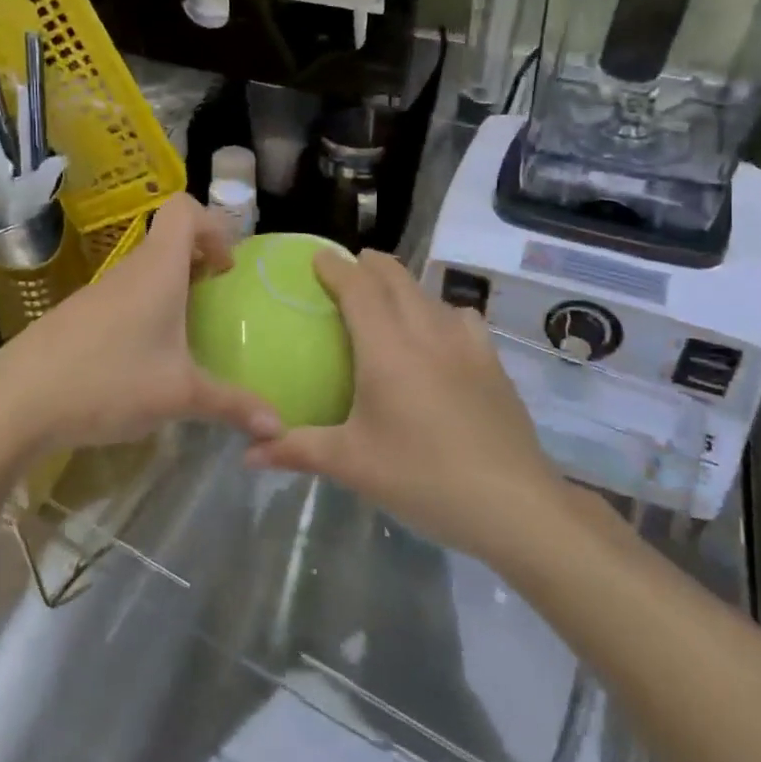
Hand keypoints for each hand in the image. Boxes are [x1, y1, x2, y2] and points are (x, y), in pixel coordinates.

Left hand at [0, 194, 284, 461]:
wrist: (15, 402)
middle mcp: (127, 272)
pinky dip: (142, 315)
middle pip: (166, 242)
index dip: (213, 226)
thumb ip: (232, 405)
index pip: (184, 209)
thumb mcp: (179, 396)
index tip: (225, 268)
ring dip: (169, 292)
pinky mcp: (75, 318)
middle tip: (215, 304)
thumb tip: (279, 427)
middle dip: (197, 264)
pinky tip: (142, 362)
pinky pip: (121, 300)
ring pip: (142, 273)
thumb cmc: (108, 382)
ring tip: (184, 339)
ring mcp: (96, 294)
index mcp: (157, 270)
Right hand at [246, 249, 563, 559]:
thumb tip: (247, 453)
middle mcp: (427, 332)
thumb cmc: (422, 477)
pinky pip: (461, 318)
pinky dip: (440, 312)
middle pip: (396, 278)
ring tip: (388, 300)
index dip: (335, 267)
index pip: (358, 287)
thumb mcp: (352, 465)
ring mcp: (466, 345)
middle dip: (369, 265)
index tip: (316, 257)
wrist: (512, 504)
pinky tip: (439, 337)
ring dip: (404, 286)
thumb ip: (297, 450)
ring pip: (430, 295)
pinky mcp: (492, 363)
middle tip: (348, 269)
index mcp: (387, 348)